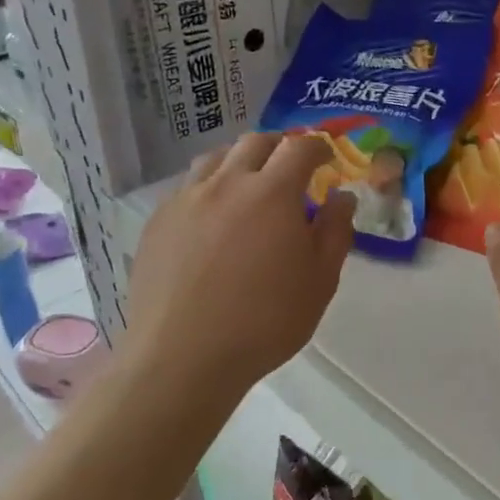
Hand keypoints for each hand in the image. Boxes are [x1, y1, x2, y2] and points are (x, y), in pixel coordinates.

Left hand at [125, 133, 354, 396]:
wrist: (183, 357)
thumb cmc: (265, 321)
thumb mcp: (320, 282)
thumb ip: (336, 231)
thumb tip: (342, 197)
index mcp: (272, 192)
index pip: (299, 148)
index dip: (318, 147)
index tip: (326, 158)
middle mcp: (226, 183)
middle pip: (254, 142)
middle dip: (278, 146)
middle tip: (290, 167)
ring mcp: (186, 200)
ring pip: (214, 159)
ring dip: (239, 161)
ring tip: (248, 185)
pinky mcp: (158, 222)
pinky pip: (187, 188)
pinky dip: (208, 188)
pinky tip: (212, 219)